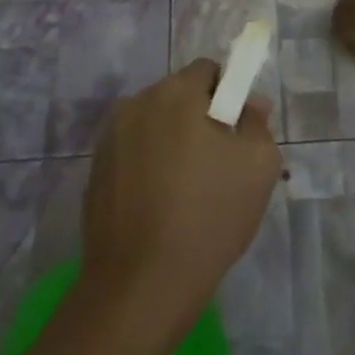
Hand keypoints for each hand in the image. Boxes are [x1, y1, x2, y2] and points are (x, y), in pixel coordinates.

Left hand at [80, 58, 282, 338]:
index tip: (239, 129)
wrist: (142, 284)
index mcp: (174, 94)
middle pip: (178, 96)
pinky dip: (151, 166)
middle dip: (201, 117)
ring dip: (175, 141)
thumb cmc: (209, 215)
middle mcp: (135, 106)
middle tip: (222, 161)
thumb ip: (258, 123)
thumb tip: (251, 104)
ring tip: (192, 188)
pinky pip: (134, 154)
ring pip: (155, 126)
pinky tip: (163, 206)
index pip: (207, 70)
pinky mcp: (95, 174)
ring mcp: (109, 141)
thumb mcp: (258, 165)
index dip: (229, 92)